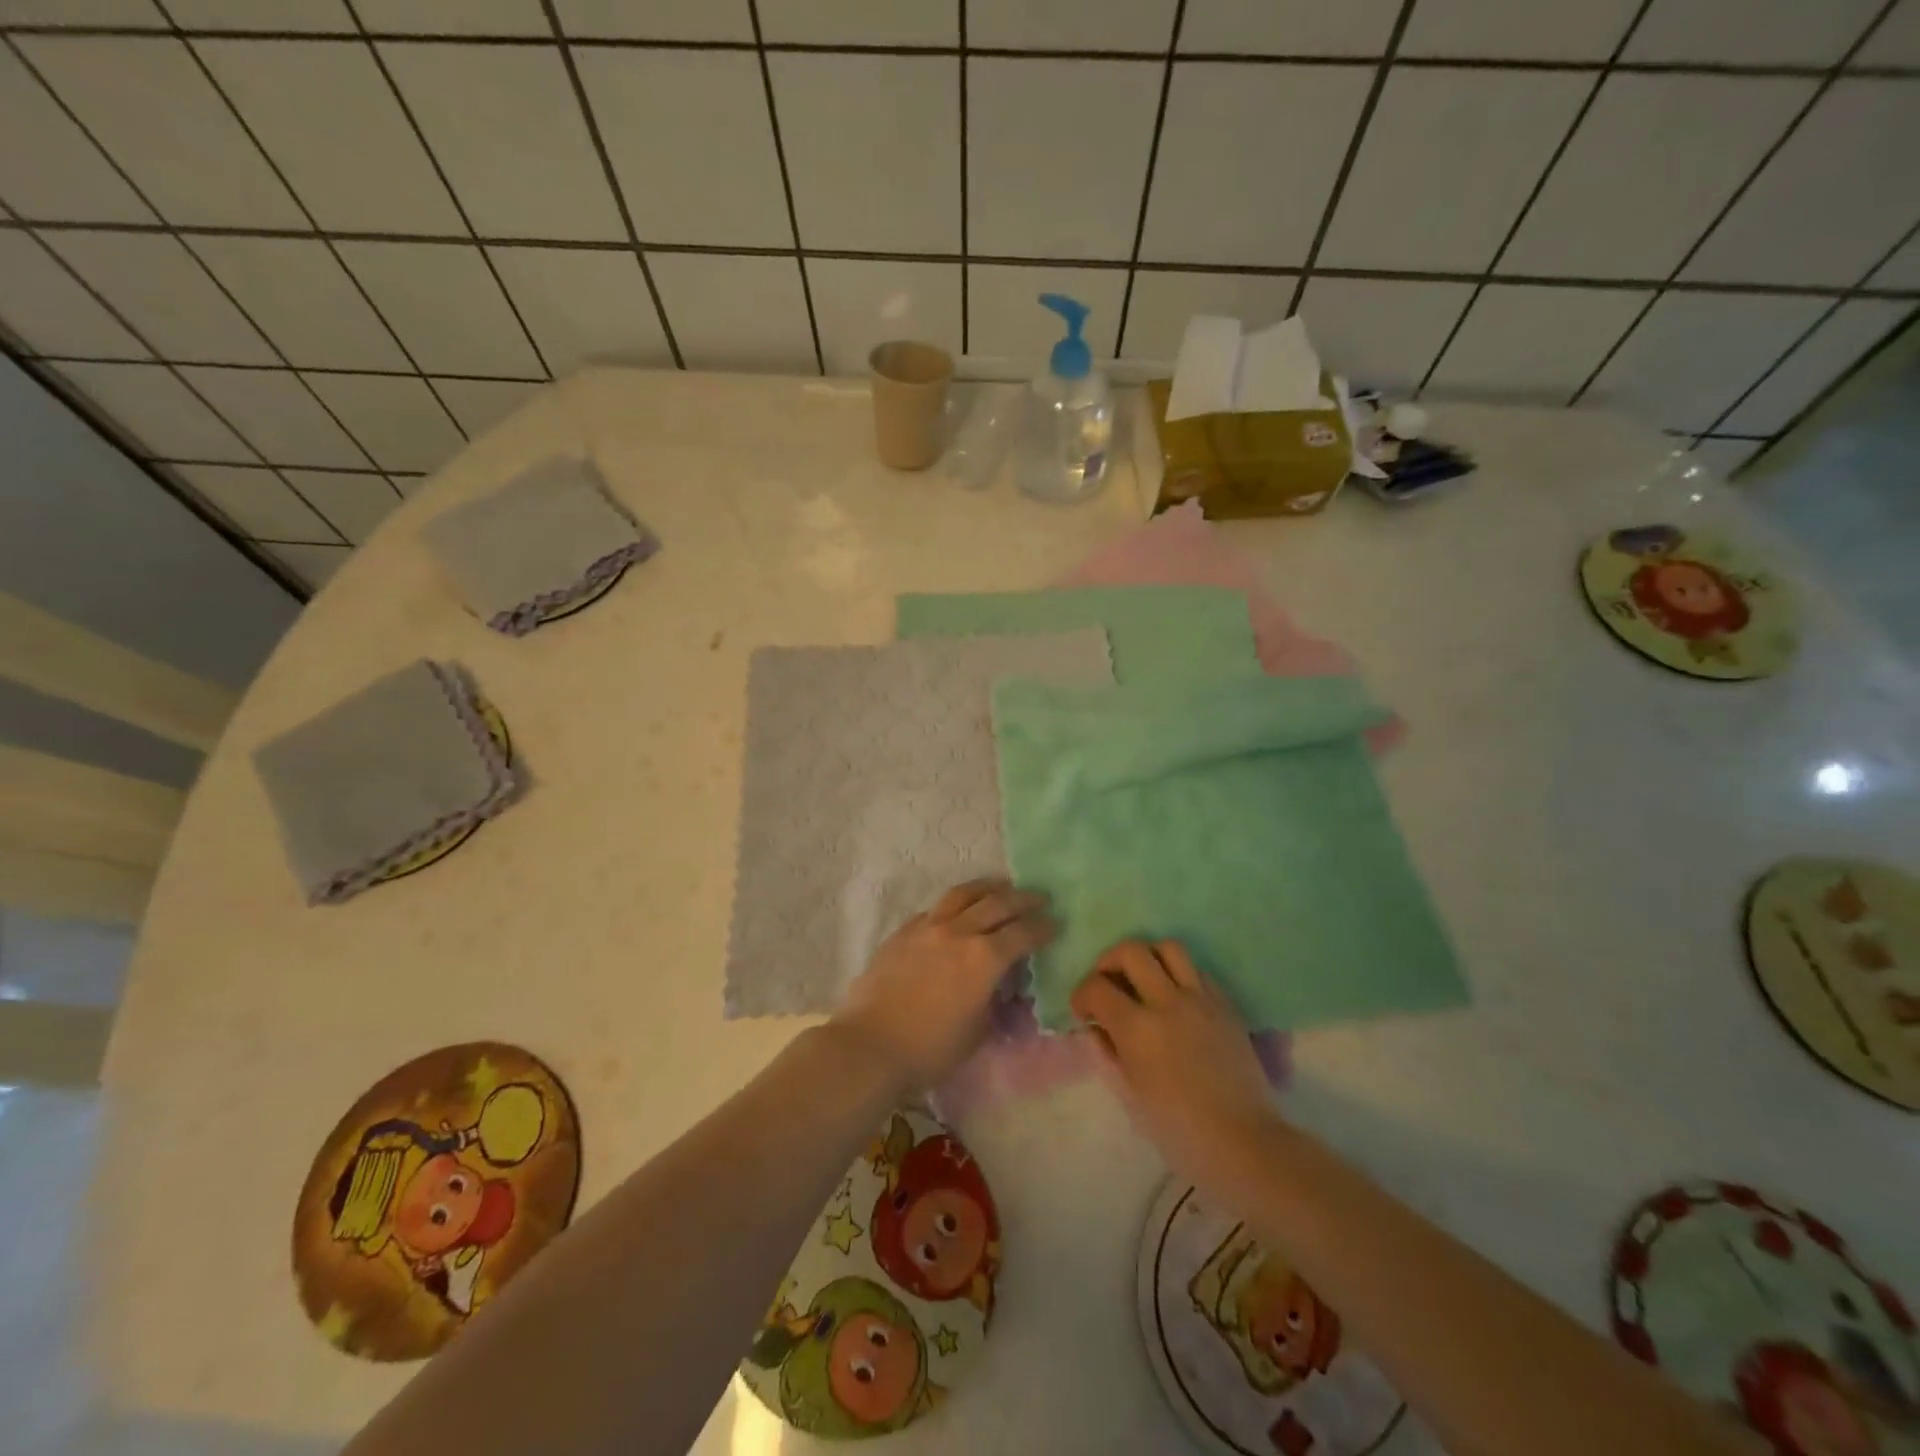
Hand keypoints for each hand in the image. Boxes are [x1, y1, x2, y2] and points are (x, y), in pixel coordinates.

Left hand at [832, 879, 1055, 1087]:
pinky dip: (953, 907)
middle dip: (1023, 899)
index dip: (1043, 927)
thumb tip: (1002, 987)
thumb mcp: (978, 1032)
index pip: (1023, 933)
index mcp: (984, 958)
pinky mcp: (902, 933)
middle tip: (1039, 898)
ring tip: (1000, 887)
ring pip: (962, 895)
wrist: (870, 1046)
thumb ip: (995, 1002)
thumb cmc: (930, 1050)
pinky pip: (934, 910)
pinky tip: (956, 912)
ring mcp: (926, 928)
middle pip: (997, 904)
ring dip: (987, 888)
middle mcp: (958, 932)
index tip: (1055, 923)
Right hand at [1071, 940, 1281, 1190]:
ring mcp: (1201, 999)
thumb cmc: (1179, 1130)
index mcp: (1138, 1028)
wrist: (1244, 1142)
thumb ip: (1109, 1053)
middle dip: (1109, 961)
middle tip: (1108, 984)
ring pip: (1169, 948)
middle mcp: (1167, 1002)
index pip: (1097, 987)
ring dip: (1148, 957)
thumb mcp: (1131, 1095)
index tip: (1083, 1011)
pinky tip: (1176, 998)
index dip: (1082, 994)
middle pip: (1131, 951)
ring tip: (1143, 980)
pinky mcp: (1226, 1005)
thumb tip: (1096, 1028)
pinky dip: (1179, 974)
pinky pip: (1198, 971)